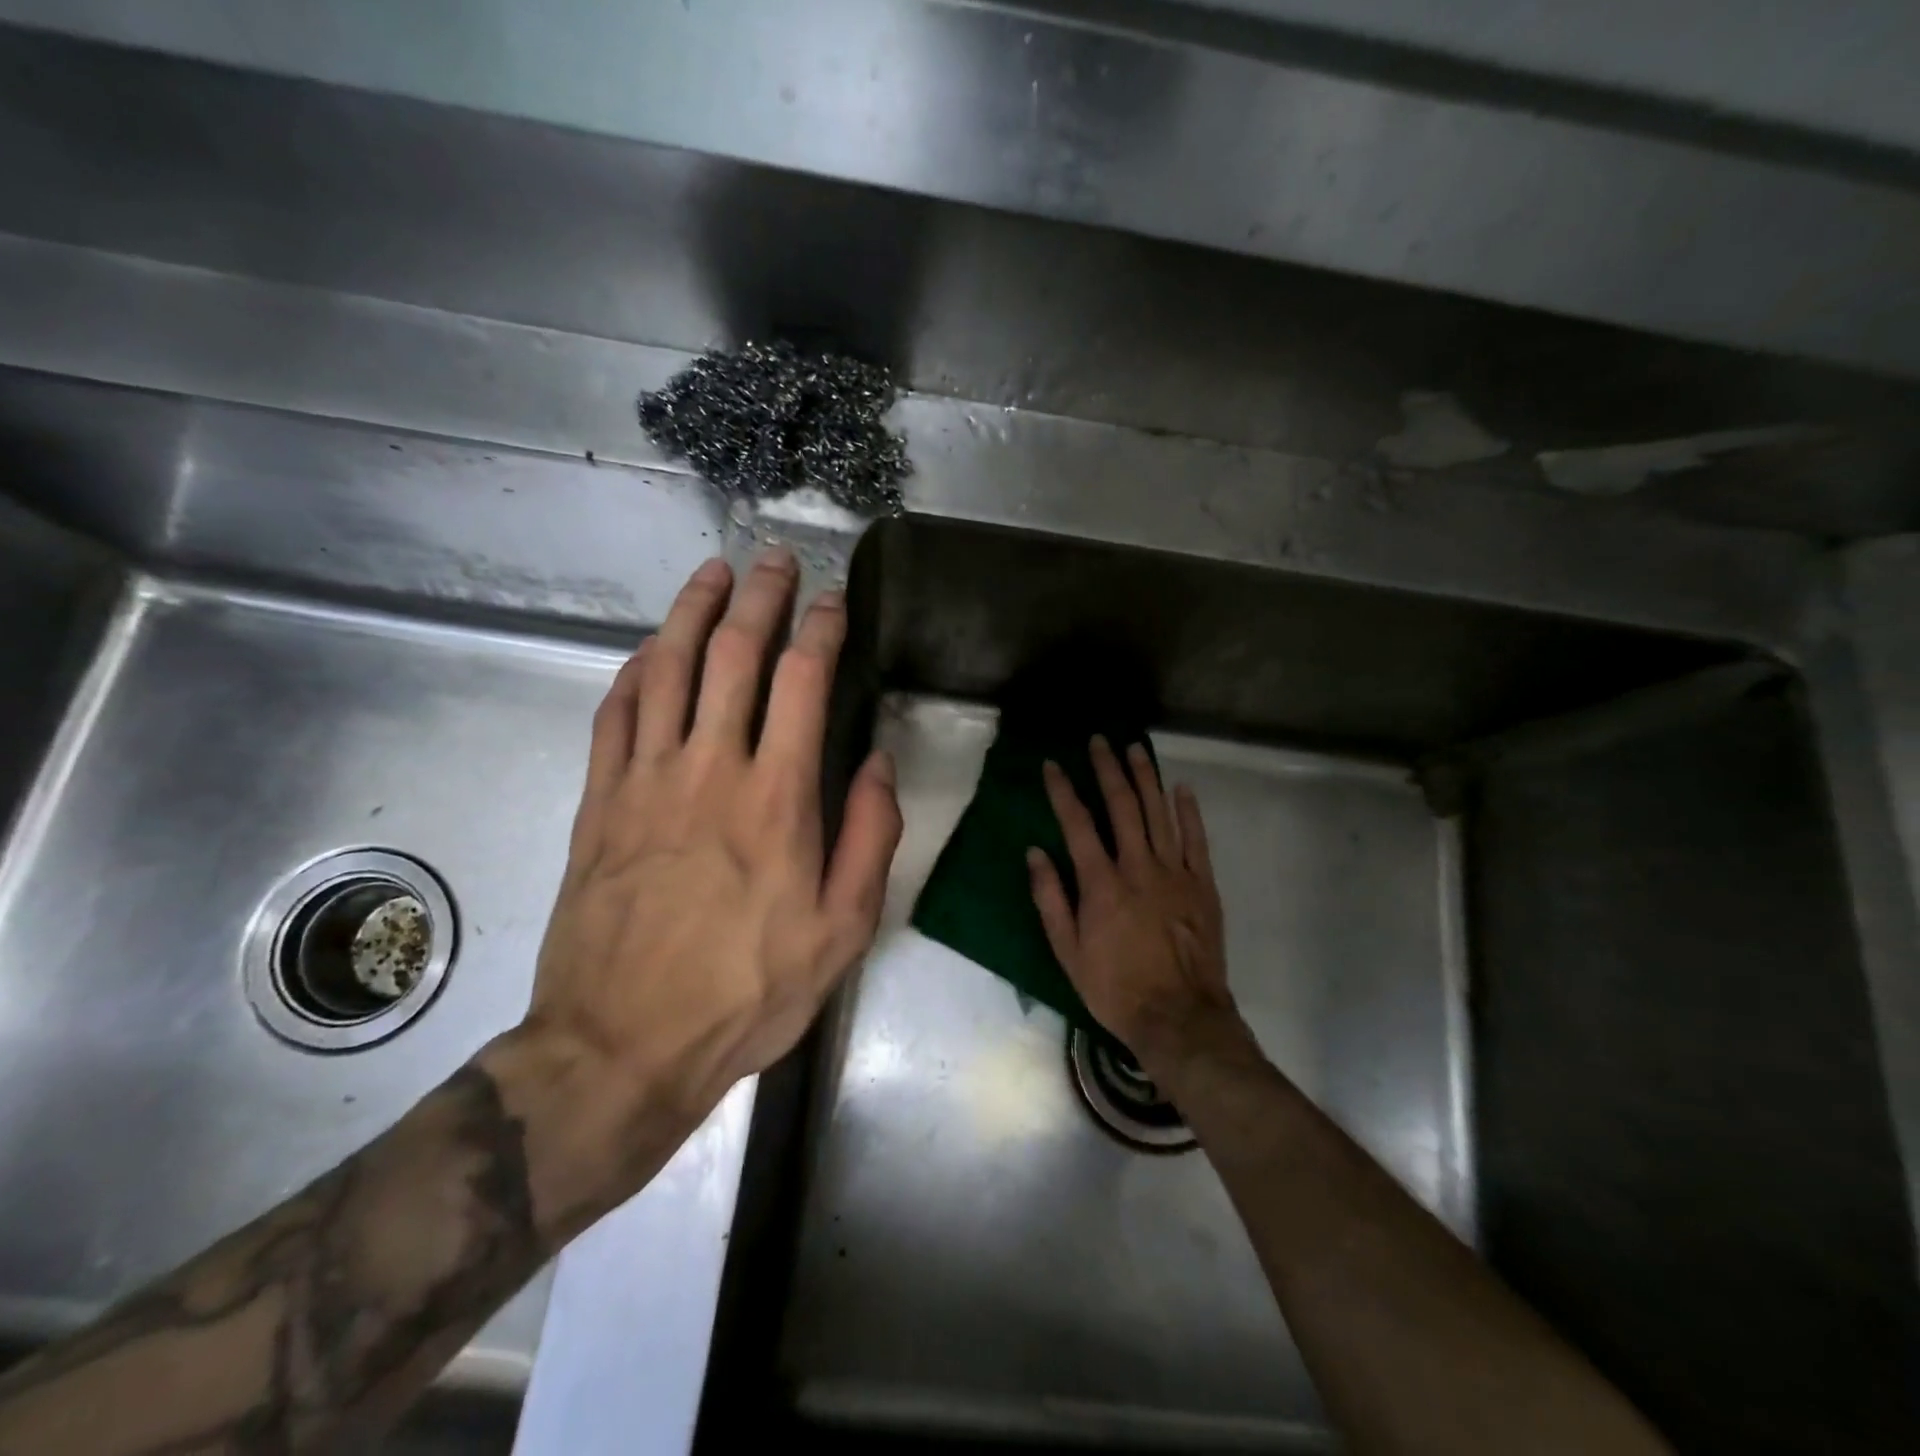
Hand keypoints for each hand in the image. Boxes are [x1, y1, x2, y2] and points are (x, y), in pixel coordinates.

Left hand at [513, 549, 900, 1178]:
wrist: (622, 1045)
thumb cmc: (747, 991)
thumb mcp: (843, 929)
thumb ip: (869, 835)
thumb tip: (876, 762)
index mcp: (778, 798)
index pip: (803, 682)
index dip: (822, 630)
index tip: (834, 601)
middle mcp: (710, 768)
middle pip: (733, 655)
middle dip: (759, 597)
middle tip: (773, 560)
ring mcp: (645, 779)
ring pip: (666, 668)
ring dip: (691, 612)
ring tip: (711, 573)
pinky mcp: (598, 801)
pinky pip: (615, 714)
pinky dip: (635, 669)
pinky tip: (648, 649)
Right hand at [1027, 737, 1238, 1078]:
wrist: (1180, 1016)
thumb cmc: (1115, 988)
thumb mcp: (1068, 951)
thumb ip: (1050, 899)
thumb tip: (1035, 853)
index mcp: (1101, 883)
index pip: (1078, 823)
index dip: (1063, 790)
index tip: (1053, 764)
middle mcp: (1138, 867)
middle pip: (1122, 806)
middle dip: (1108, 770)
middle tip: (1100, 741)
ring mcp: (1174, 873)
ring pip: (1159, 813)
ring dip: (1146, 778)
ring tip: (1135, 748)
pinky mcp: (1202, 885)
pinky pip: (1195, 839)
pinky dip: (1188, 811)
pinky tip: (1181, 788)